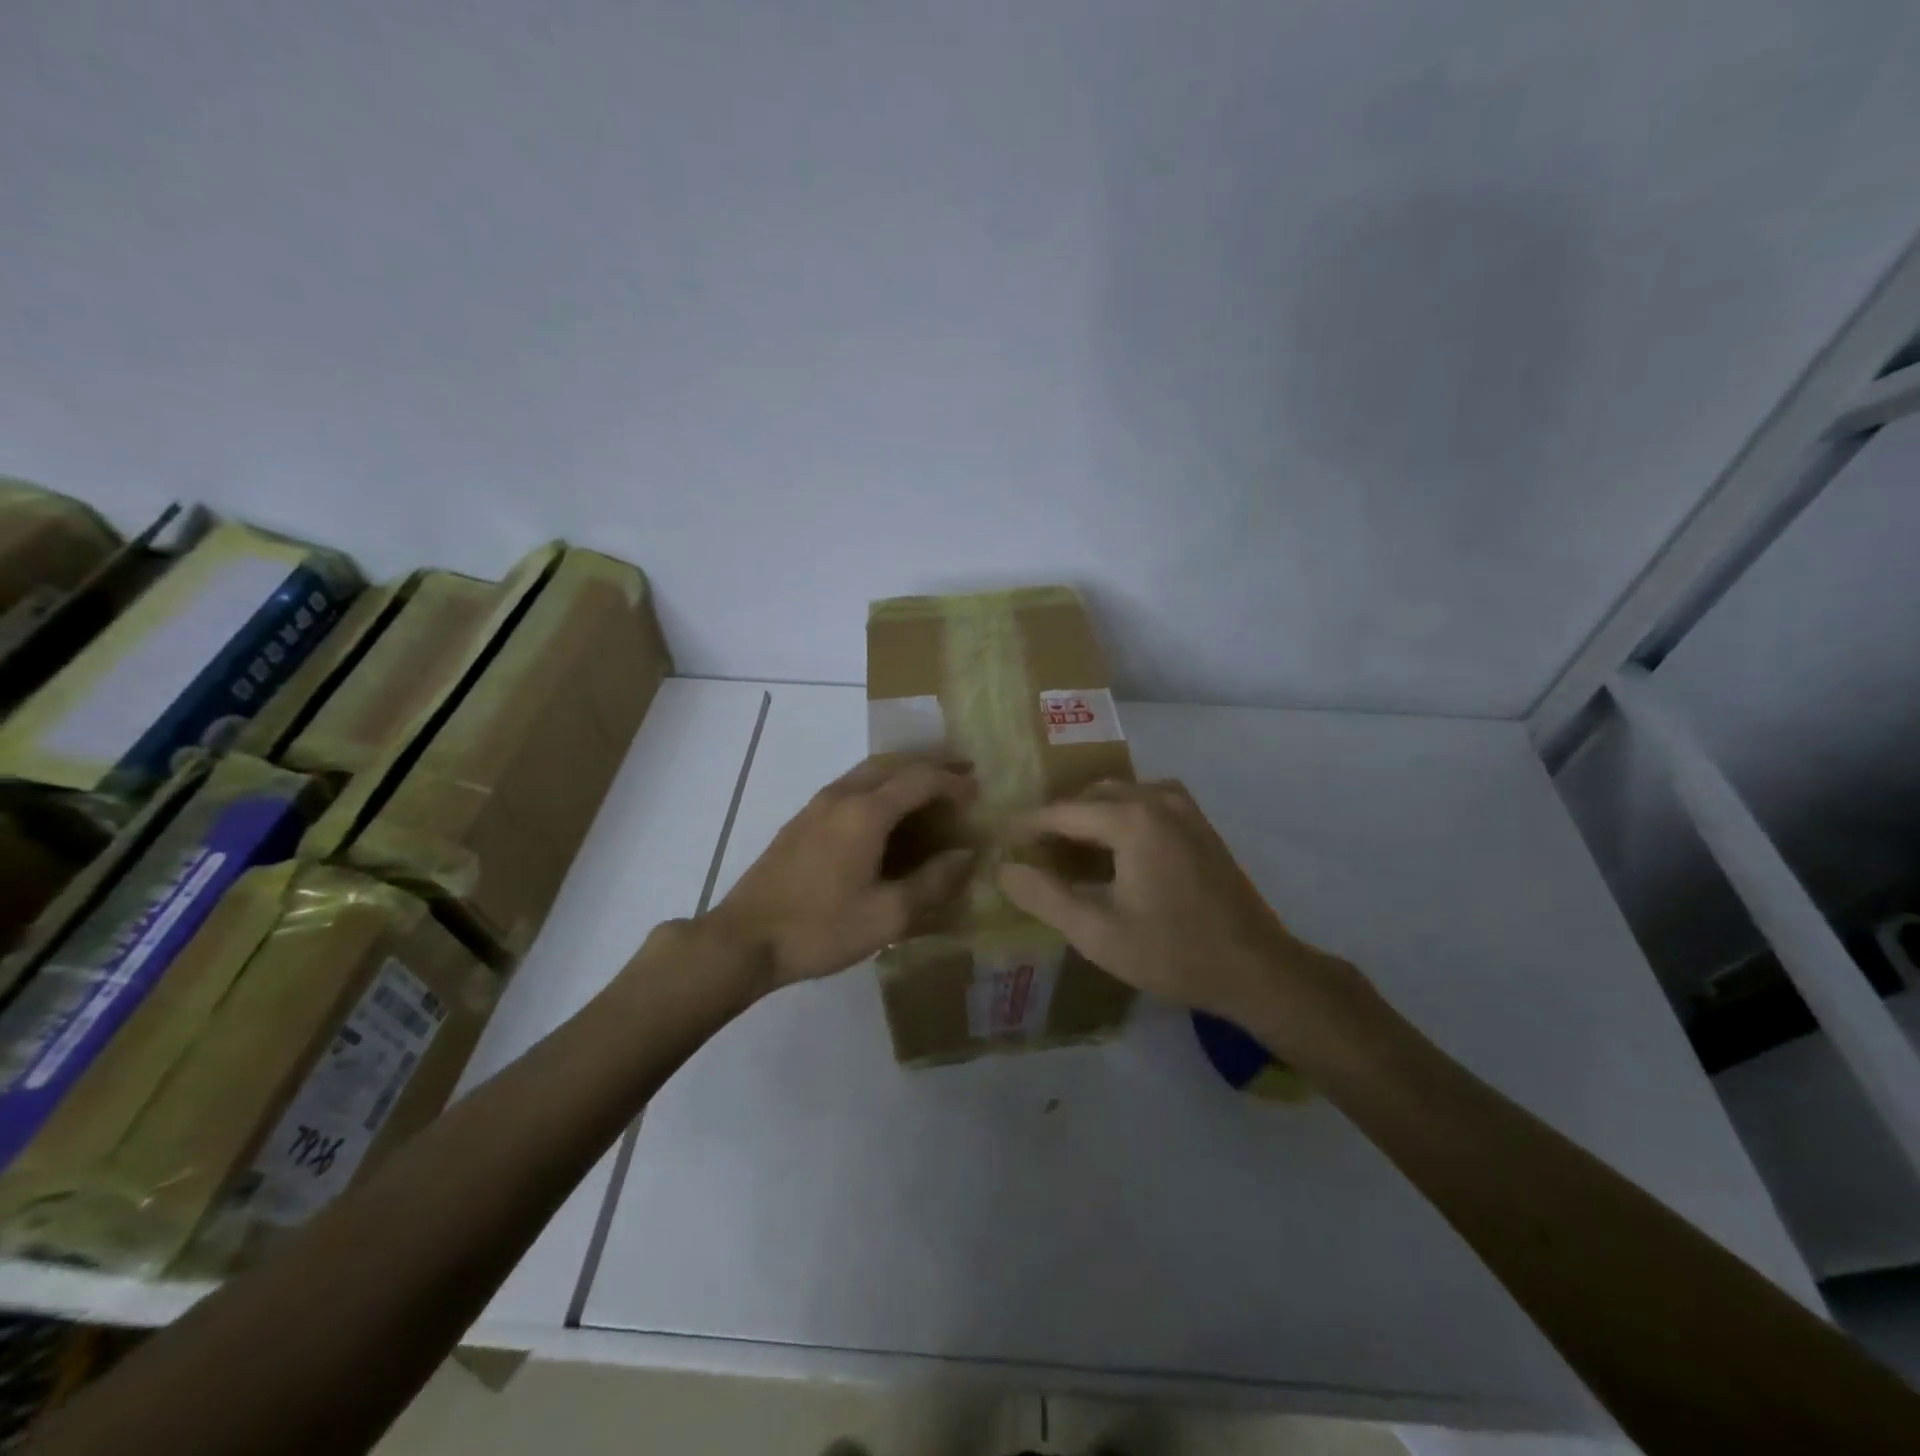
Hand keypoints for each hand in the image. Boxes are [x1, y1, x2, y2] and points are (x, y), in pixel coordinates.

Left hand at [708, 753, 977, 989]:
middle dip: (929, 766)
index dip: (952, 781)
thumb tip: (966, 855)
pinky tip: (886, 813)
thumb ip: (932, 882)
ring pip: (867, 772)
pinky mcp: (801, 821)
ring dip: (902, 773)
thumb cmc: (821, 929)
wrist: (744, 940)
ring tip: (929, 789)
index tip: (978, 790)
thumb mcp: (887, 915)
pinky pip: (850, 787)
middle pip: (892, 764)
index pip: (919, 779)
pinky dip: (879, 787)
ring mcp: (816, 806)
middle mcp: (841, 796)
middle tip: (960, 775)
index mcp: (865, 813)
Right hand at [998, 779, 1350, 1028]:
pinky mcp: (1200, 824)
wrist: (1258, 970)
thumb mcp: (1098, 934)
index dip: (1029, 825)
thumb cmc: (1174, 954)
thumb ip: (1045, 898)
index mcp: (1131, 820)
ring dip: (1091, 816)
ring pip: (1121, 796)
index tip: (1001, 839)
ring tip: (1069, 852)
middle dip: (1061, 819)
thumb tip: (1003, 870)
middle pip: (1092, 797)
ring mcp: (1184, 808)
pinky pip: (1147, 804)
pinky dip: (1121, 817)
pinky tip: (1114, 852)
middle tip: (1034, 852)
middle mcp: (1157, 800)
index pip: (1064, 811)